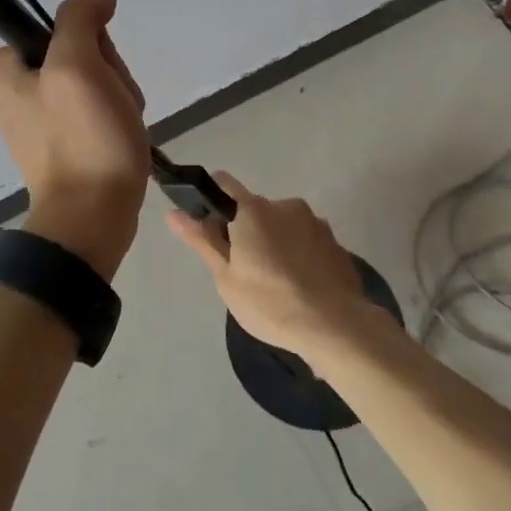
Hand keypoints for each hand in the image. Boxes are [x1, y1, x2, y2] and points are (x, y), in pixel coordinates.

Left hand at [0, 0, 148, 278]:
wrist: (92, 217)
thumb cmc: (82, 138)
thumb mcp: (76, 66)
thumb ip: (80, 20)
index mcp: (4, 67)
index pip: (62, 26)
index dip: (90, 44)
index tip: (95, 72)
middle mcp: (16, 88)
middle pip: (81, 52)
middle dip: (108, 73)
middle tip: (109, 104)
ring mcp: (41, 116)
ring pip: (97, 80)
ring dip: (118, 96)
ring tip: (118, 125)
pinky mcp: (65, 140)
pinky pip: (98, 109)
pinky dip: (117, 118)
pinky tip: (121, 137)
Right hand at [167, 172, 382, 361]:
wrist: (336, 325)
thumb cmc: (270, 302)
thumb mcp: (226, 276)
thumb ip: (202, 240)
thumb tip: (174, 213)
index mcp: (252, 209)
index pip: (223, 184)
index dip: (211, 202)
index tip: (210, 231)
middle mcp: (284, 205)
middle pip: (255, 209)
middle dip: (246, 232)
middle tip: (243, 271)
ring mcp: (314, 222)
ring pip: (283, 226)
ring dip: (275, 243)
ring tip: (277, 285)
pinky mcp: (335, 242)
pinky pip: (306, 241)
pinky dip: (299, 256)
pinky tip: (301, 288)